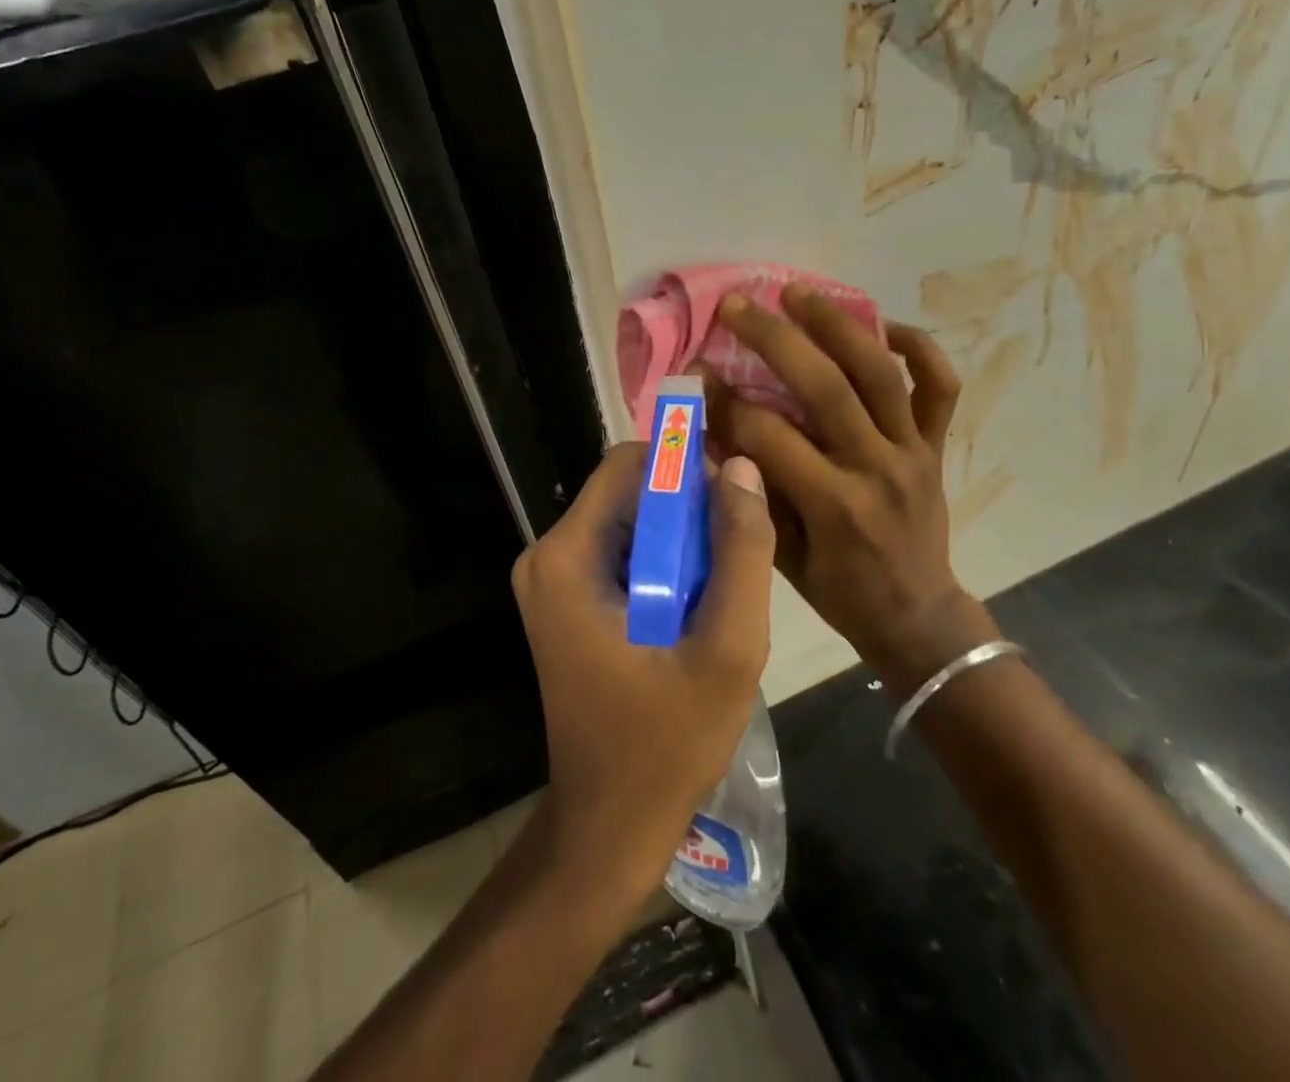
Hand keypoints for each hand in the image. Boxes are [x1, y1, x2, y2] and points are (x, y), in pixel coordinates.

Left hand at [511, 443, 774, 890]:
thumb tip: (742, 468)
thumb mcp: (726, 648)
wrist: (610, 826)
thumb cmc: (667, 744)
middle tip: (736, 556)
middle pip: (629, 491)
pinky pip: (624, 552)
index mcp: (567, 557)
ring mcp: (552, 581)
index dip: (686, 467)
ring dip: (682, 542)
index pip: (629, 463)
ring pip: (632, 521)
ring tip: (720, 591)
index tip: (734, 500)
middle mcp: (548, 556)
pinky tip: (696, 609)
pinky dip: (665, 565)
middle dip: (688, 511)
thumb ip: (741, 552)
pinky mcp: (566, 602)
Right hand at [710, 284, 1000, 690]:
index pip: (770, 436)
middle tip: (737, 305)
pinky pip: (940, 386)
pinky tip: (884, 325)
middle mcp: (877, 468)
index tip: (698, 374)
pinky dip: (920, 347)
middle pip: (826, 387)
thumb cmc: (840, 592)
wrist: (917, 615)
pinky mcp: (936, 445)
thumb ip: (750, 493)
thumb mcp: (782, 556)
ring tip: (798, 292)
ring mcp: (913, 450)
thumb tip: (714, 431)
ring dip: (837, 324)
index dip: (727, 402)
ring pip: (880, 372)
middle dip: (775, 339)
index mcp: (835, 506)